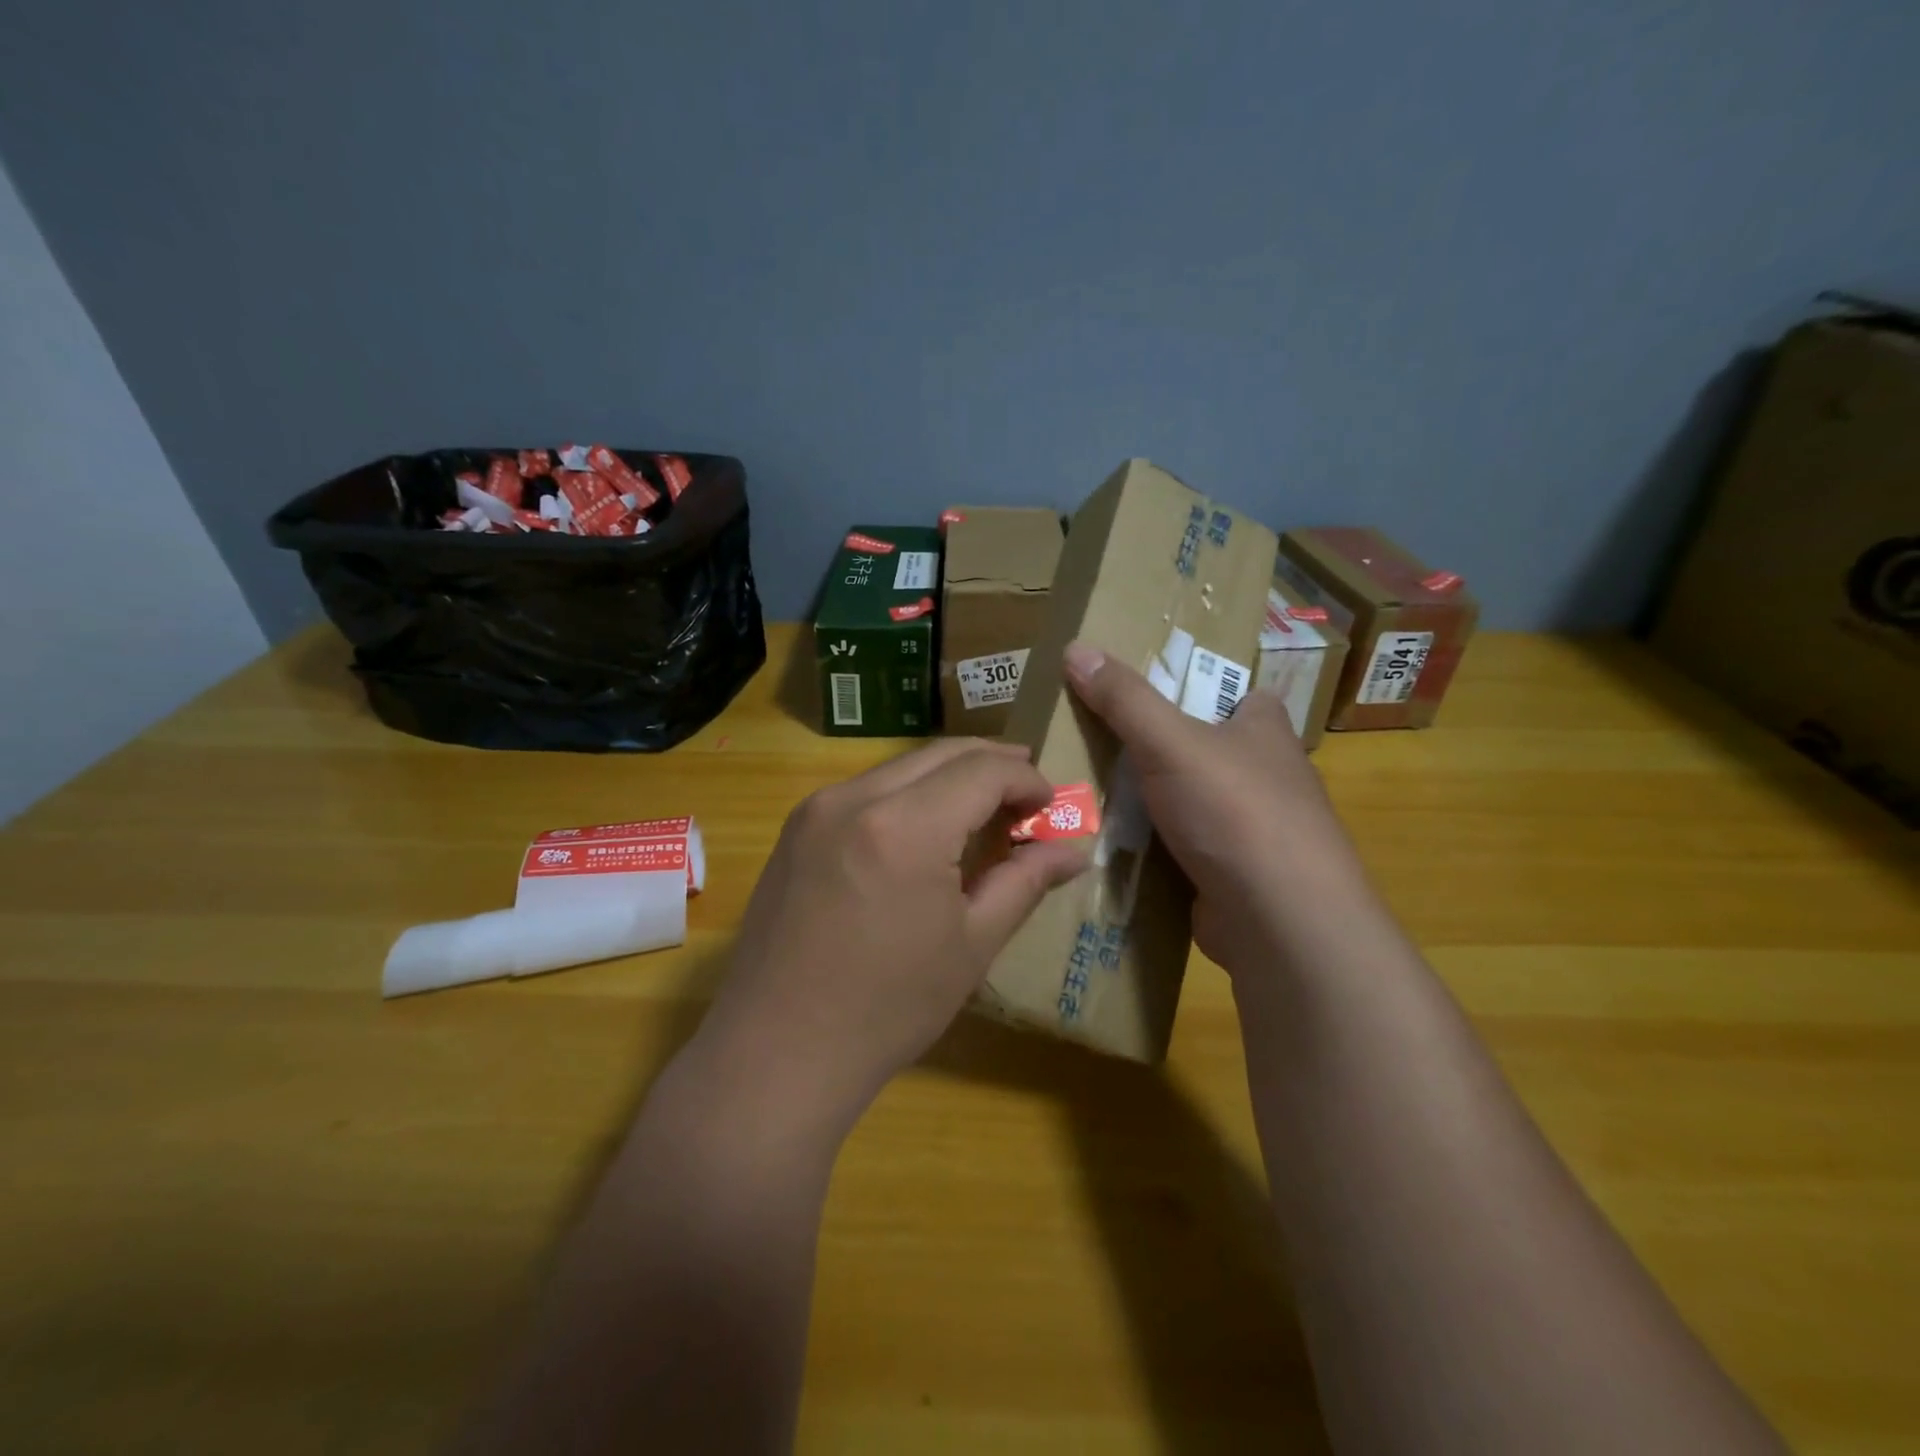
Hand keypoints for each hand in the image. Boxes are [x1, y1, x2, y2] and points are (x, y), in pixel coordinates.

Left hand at [693, 739, 1088, 1135]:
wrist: (776, 1053)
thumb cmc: (888, 1008)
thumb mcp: (972, 945)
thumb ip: (1024, 882)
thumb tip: (1073, 851)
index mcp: (904, 826)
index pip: (982, 771)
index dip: (1026, 779)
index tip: (1051, 806)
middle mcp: (854, 797)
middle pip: (941, 754)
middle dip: (993, 765)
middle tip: (1028, 794)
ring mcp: (816, 809)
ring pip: (901, 767)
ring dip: (950, 777)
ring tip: (984, 811)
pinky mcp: (796, 829)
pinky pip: (867, 790)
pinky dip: (909, 794)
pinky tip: (926, 829)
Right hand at [1062, 640, 1375, 976]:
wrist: (1279, 921)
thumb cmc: (1235, 811)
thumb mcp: (1170, 741)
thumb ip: (1124, 699)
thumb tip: (1076, 646)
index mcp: (1265, 732)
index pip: (1242, 697)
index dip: (1205, 690)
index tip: (1154, 691)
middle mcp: (1266, 777)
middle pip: (1206, 750)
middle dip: (1159, 748)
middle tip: (1097, 739)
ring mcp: (1252, 831)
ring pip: (1190, 802)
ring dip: (1150, 801)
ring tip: (1087, 789)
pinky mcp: (1232, 875)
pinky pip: (1182, 849)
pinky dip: (1152, 847)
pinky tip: (1110, 844)